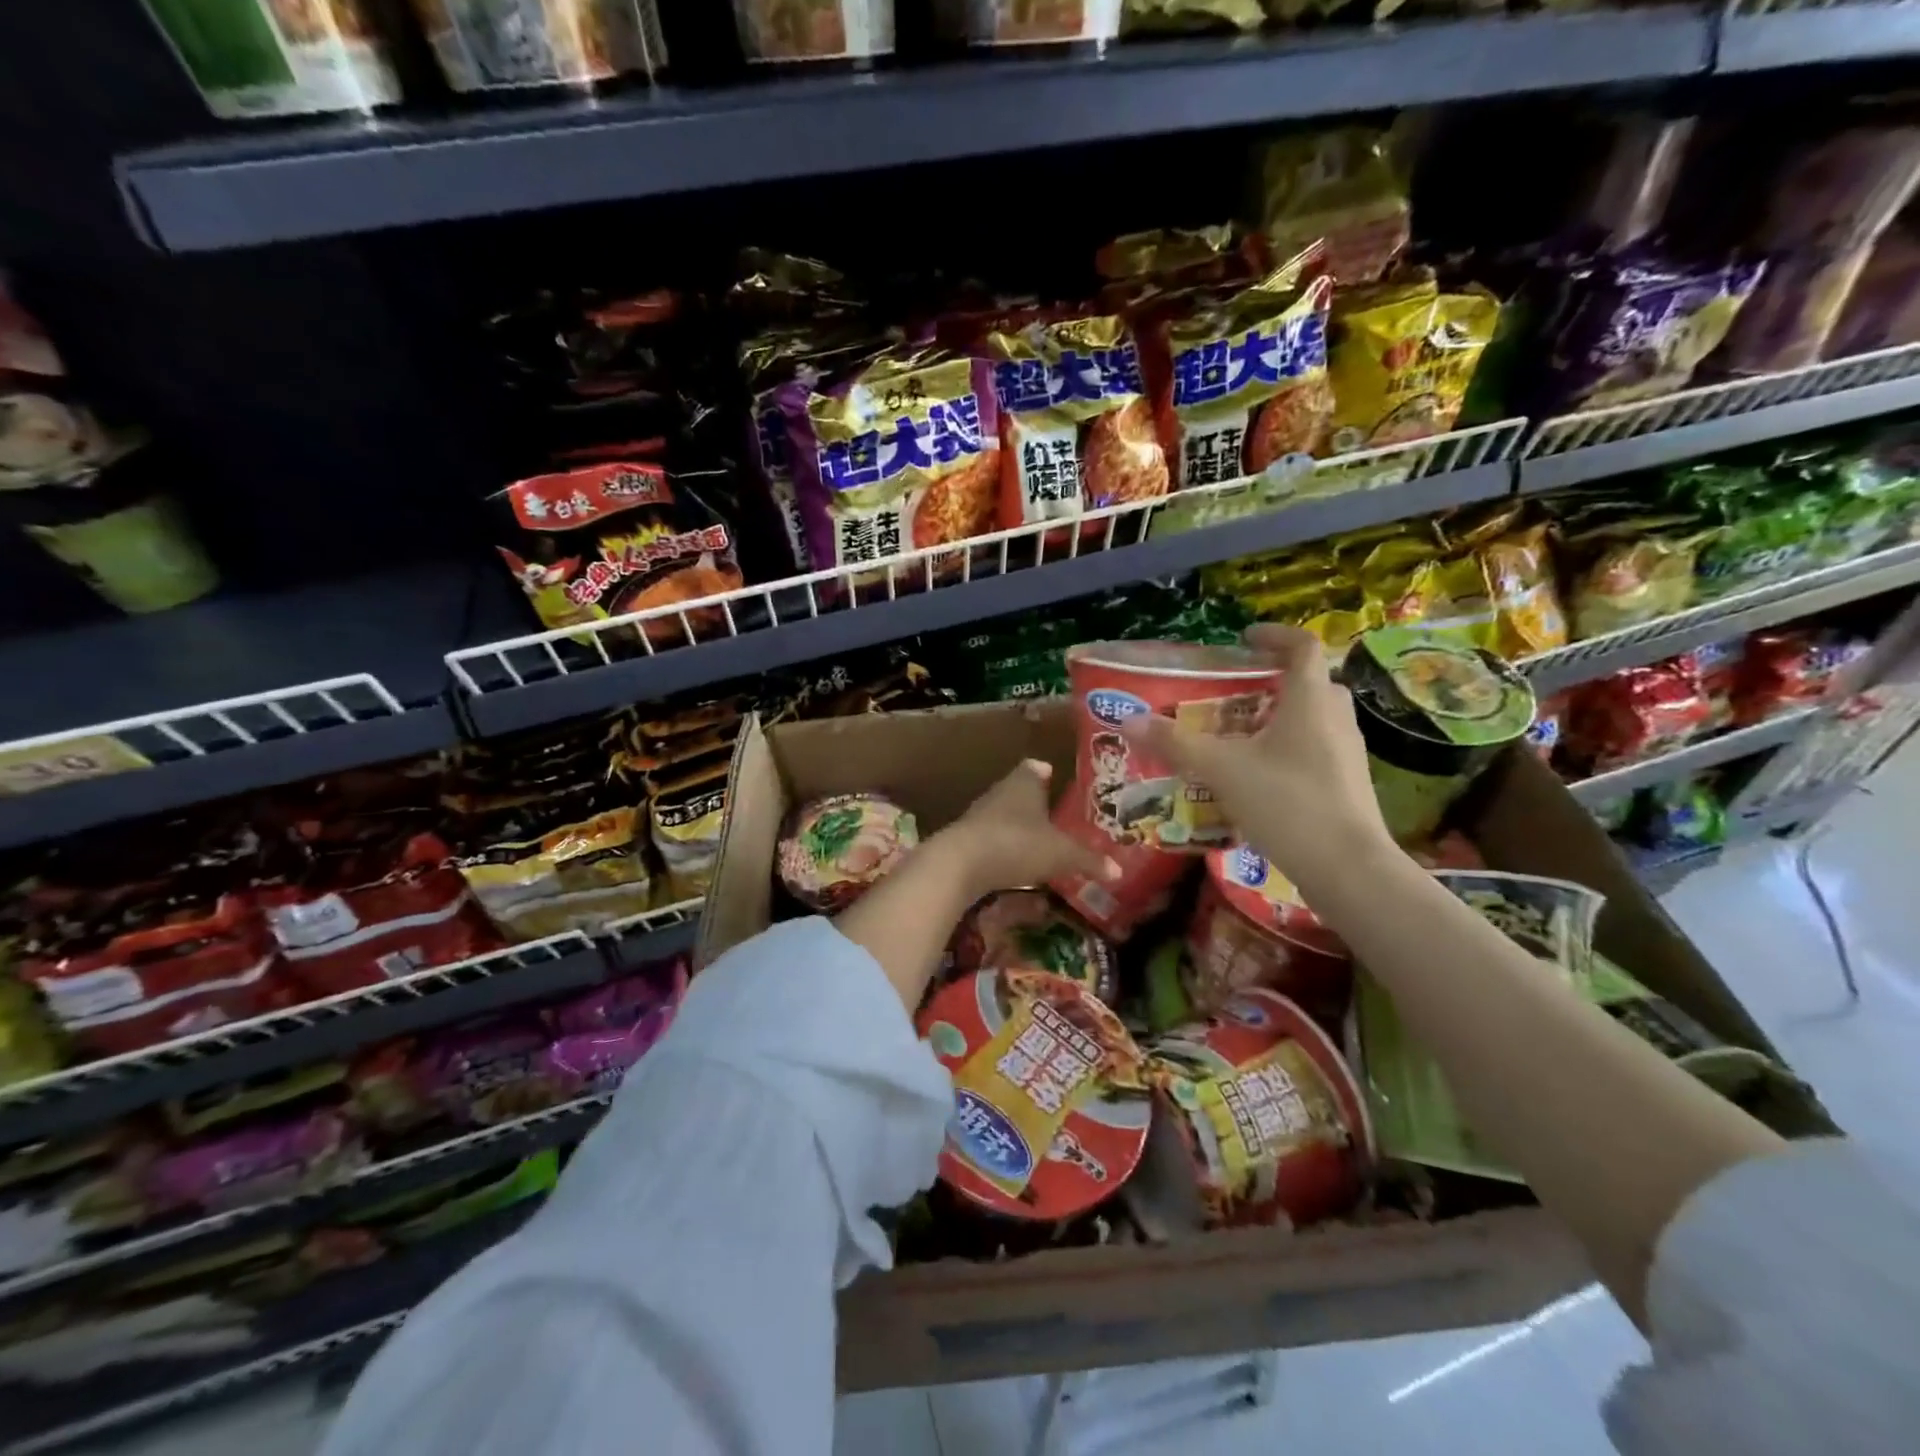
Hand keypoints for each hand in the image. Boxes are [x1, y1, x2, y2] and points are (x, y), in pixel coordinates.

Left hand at [940, 760, 1119, 898]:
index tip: (1053, 776)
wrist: (959, 864)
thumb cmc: (1018, 844)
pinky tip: (1012, 864)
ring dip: (1016, 827)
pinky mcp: (963, 840)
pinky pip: (989, 840)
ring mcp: (977, 816)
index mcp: (1023, 782)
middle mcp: (999, 792)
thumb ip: (1089, 860)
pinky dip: (1001, 849)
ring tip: (1036, 842)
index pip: (1034, 768)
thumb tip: (1118, 870)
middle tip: (1053, 815)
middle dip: (1033, 803)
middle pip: (1017, 791)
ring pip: (1002, 816)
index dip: (1044, 772)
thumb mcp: (1062, 854)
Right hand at [1118, 623, 1397, 901]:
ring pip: (1315, 719)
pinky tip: (1259, 776)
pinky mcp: (1347, 785)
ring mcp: (1347, 754)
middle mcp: (1335, 719)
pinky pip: (1316, 750)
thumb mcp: (1222, 770)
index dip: (1275, 635)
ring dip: (1282, 716)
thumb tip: (1128, 720)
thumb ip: (1176, 743)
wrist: (1347, 869)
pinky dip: (1289, 749)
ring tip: (1240, 734)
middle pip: (1311, 683)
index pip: (1303, 646)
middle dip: (1275, 680)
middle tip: (1237, 691)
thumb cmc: (1287, 803)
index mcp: (1310, 700)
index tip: (1245, 638)